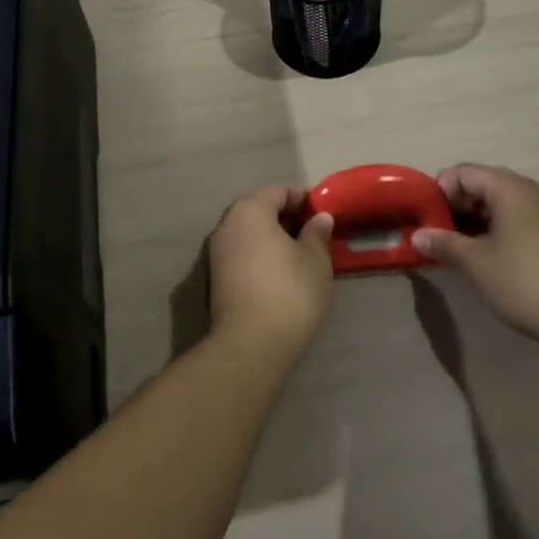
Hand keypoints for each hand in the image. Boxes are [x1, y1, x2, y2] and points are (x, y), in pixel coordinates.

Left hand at [207, 186, 334, 358]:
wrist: (250, 346)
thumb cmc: (289, 291)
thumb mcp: (315, 260)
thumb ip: (317, 233)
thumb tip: (319, 218)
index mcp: (250, 211)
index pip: (279, 192)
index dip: (303, 200)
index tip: (324, 214)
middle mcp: (227, 225)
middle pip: (260, 211)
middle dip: (287, 219)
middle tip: (314, 235)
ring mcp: (216, 254)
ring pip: (249, 235)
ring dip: (273, 240)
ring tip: (300, 256)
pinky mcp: (214, 280)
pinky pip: (242, 256)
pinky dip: (260, 257)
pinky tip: (280, 276)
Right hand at [412, 164, 538, 344]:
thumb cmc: (523, 280)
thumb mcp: (476, 262)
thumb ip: (444, 243)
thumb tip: (416, 235)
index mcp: (510, 189)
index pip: (464, 172)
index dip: (440, 190)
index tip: (426, 217)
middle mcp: (530, 193)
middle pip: (483, 185)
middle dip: (456, 206)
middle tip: (437, 233)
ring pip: (500, 205)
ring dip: (474, 221)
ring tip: (456, 247)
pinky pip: (516, 220)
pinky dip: (495, 231)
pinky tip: (484, 257)